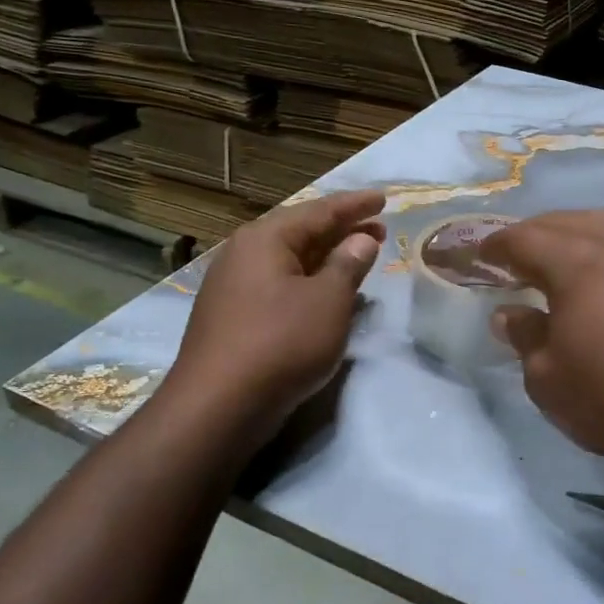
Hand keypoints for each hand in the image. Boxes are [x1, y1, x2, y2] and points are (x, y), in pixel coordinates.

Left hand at [170, 190, 385, 433]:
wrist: (219, 404)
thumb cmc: (281, 343)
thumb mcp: (328, 301)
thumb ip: (348, 265)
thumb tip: (361, 240)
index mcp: (265, 239)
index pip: (319, 211)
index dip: (355, 206)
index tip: (383, 199)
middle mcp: (244, 254)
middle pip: (301, 232)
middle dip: (342, 231)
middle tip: (379, 229)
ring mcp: (234, 286)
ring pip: (290, 261)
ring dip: (326, 258)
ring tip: (359, 258)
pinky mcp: (234, 316)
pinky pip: (280, 285)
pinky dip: (308, 282)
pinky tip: (325, 295)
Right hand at [485, 211, 603, 477]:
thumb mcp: (550, 379)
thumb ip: (525, 337)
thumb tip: (509, 313)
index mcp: (578, 264)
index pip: (525, 239)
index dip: (497, 245)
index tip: (479, 255)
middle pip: (567, 222)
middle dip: (535, 232)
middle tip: (515, 254)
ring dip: (574, 235)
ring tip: (558, 260)